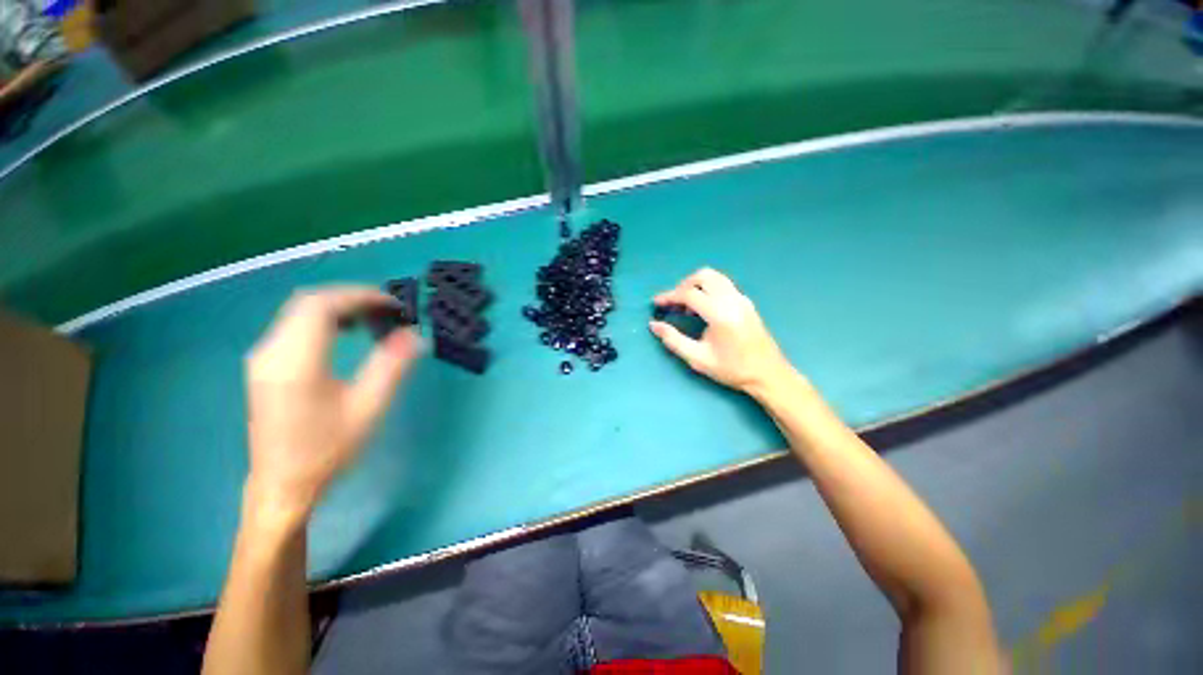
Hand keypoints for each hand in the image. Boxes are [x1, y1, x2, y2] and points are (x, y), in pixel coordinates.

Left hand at [244, 287, 422, 525]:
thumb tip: (414, 335)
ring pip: (299, 310)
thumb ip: (391, 366)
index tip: (394, 305)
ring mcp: (263, 357)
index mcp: (295, 361)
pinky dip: (324, 318)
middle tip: (389, 310)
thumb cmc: (328, 450)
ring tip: (374, 318)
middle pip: (309, 301)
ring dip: (339, 306)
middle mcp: (271, 351)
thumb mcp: (368, 408)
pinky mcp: (265, 364)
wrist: (283, 484)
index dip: (361, 296)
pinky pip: (294, 325)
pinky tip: (347, 331)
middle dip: (352, 297)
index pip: (322, 306)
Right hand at [649, 268, 792, 394]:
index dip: (670, 296)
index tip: (657, 303)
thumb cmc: (732, 369)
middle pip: (703, 276)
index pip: (690, 294)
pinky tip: (702, 307)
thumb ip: (673, 340)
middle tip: (673, 303)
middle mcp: (732, 300)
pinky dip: (707, 288)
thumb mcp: (698, 358)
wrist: (767, 374)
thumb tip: (654, 325)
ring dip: (696, 284)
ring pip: (714, 276)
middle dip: (683, 286)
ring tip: (686, 305)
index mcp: (720, 314)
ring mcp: (742, 298)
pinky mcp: (746, 301)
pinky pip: (723, 284)